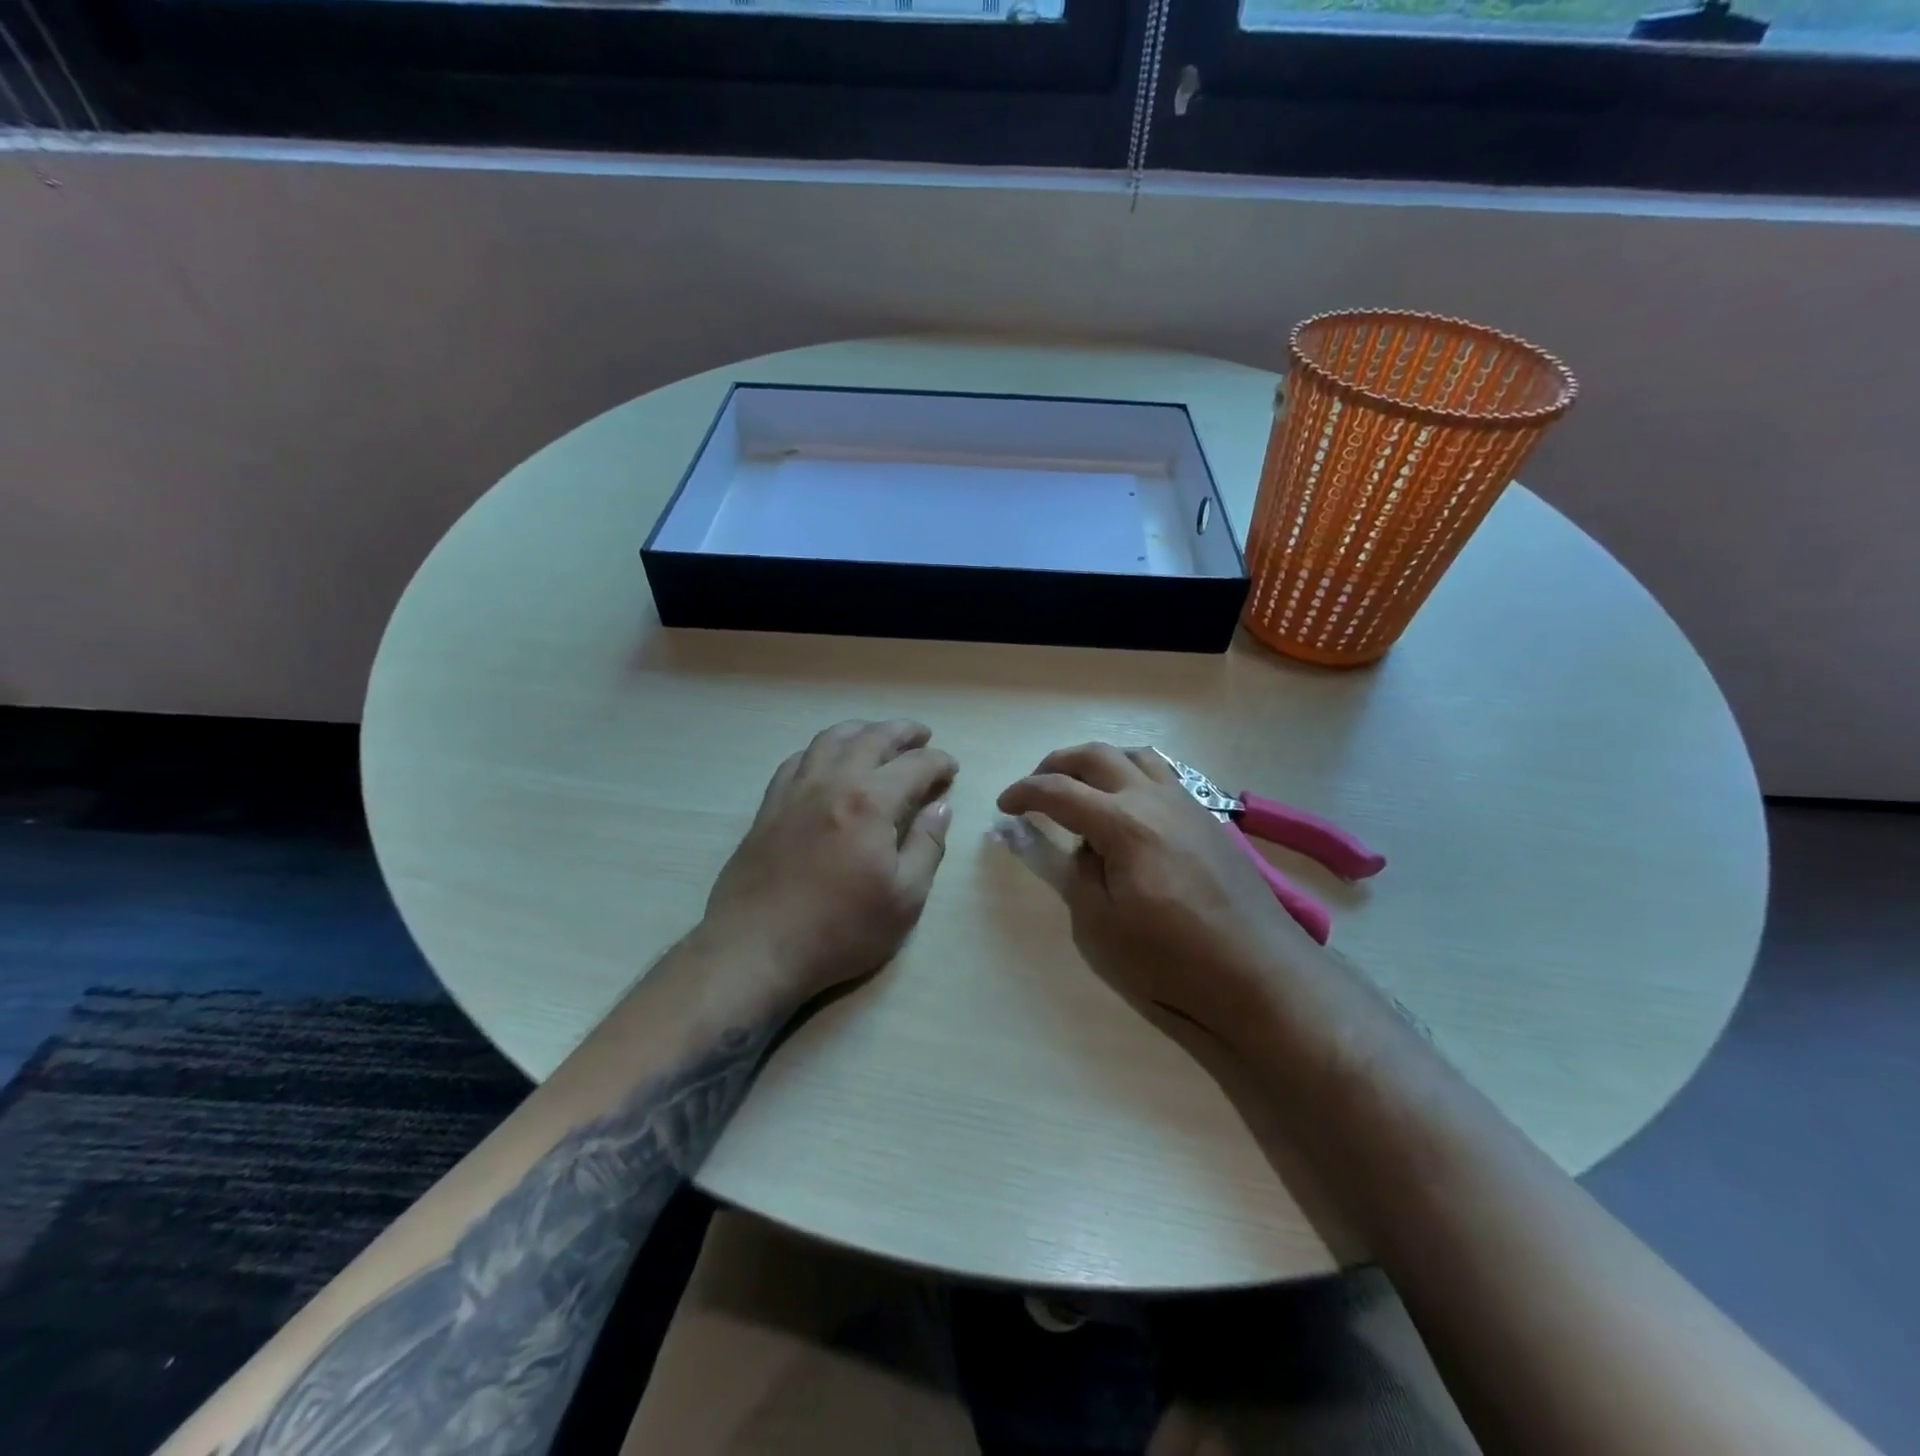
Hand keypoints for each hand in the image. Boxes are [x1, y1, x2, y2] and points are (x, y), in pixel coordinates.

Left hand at [702, 719, 956, 1002]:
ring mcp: (795, 790)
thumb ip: (927, 846)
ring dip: (860, 731)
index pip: (914, 765)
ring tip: (877, 736)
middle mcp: (832, 782)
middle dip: (902, 732)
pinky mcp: (769, 806)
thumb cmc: (840, 929)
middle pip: (871, 738)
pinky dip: (822, 749)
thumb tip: (940, 807)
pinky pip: (798, 759)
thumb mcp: (904, 899)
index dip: (938, 762)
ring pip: (830, 740)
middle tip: (922, 735)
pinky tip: (828, 761)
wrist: (756, 948)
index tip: (951, 769)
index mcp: (870, 801)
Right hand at [997, 743, 1313, 1036]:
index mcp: (1123, 824)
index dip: (1024, 793)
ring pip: (1135, 755)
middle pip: (1096, 756)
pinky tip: (1130, 802)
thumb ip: (1077, 875)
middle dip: (1056, 763)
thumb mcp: (1102, 927)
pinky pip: (1164, 772)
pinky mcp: (1208, 816)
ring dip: (1098, 760)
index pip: (1059, 792)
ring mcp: (1187, 802)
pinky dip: (1133, 772)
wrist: (1259, 971)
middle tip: (1035, 785)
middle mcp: (1154, 798)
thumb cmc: (1173, 957)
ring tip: (1081, 784)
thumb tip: (1078, 846)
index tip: (1004, 806)